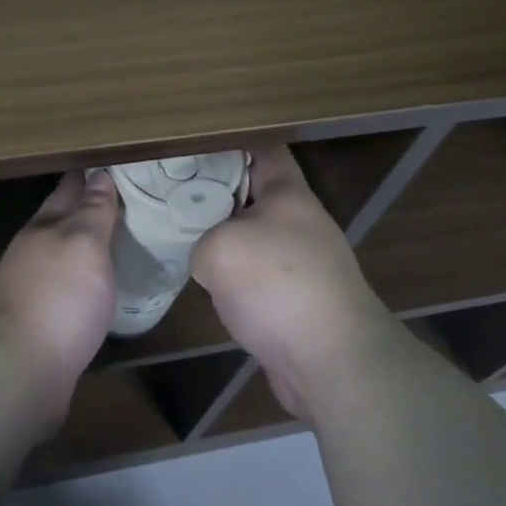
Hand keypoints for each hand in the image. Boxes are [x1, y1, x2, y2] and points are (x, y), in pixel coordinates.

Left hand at [0, 170, 118, 428]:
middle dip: (88, 208)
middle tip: (126, 199)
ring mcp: (34, 288)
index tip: (114, 165)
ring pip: (66, 255)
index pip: (69, 189)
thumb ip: (93, 211)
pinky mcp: (41, 322)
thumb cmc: (57, 297)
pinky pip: (70, 289)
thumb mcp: (83, 243)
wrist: (20, 370)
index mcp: (45, 226)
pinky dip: (86, 281)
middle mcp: (35, 251)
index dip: (90, 176)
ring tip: (119, 240)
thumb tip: (99, 175)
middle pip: (64, 221)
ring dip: (87, 246)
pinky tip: (102, 287)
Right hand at [191, 144, 394, 422]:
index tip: (193, 143)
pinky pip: (256, 275)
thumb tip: (208, 259)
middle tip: (172, 190)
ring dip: (222, 237)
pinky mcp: (296, 301)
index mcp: (288, 194)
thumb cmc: (278, 286)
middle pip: (252, 193)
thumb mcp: (219, 248)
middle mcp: (298, 222)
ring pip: (252, 236)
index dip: (230, 142)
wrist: (333, 363)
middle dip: (215, 191)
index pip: (263, 149)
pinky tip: (205, 283)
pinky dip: (233, 276)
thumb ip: (200, 239)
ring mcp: (301, 264)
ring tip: (180, 234)